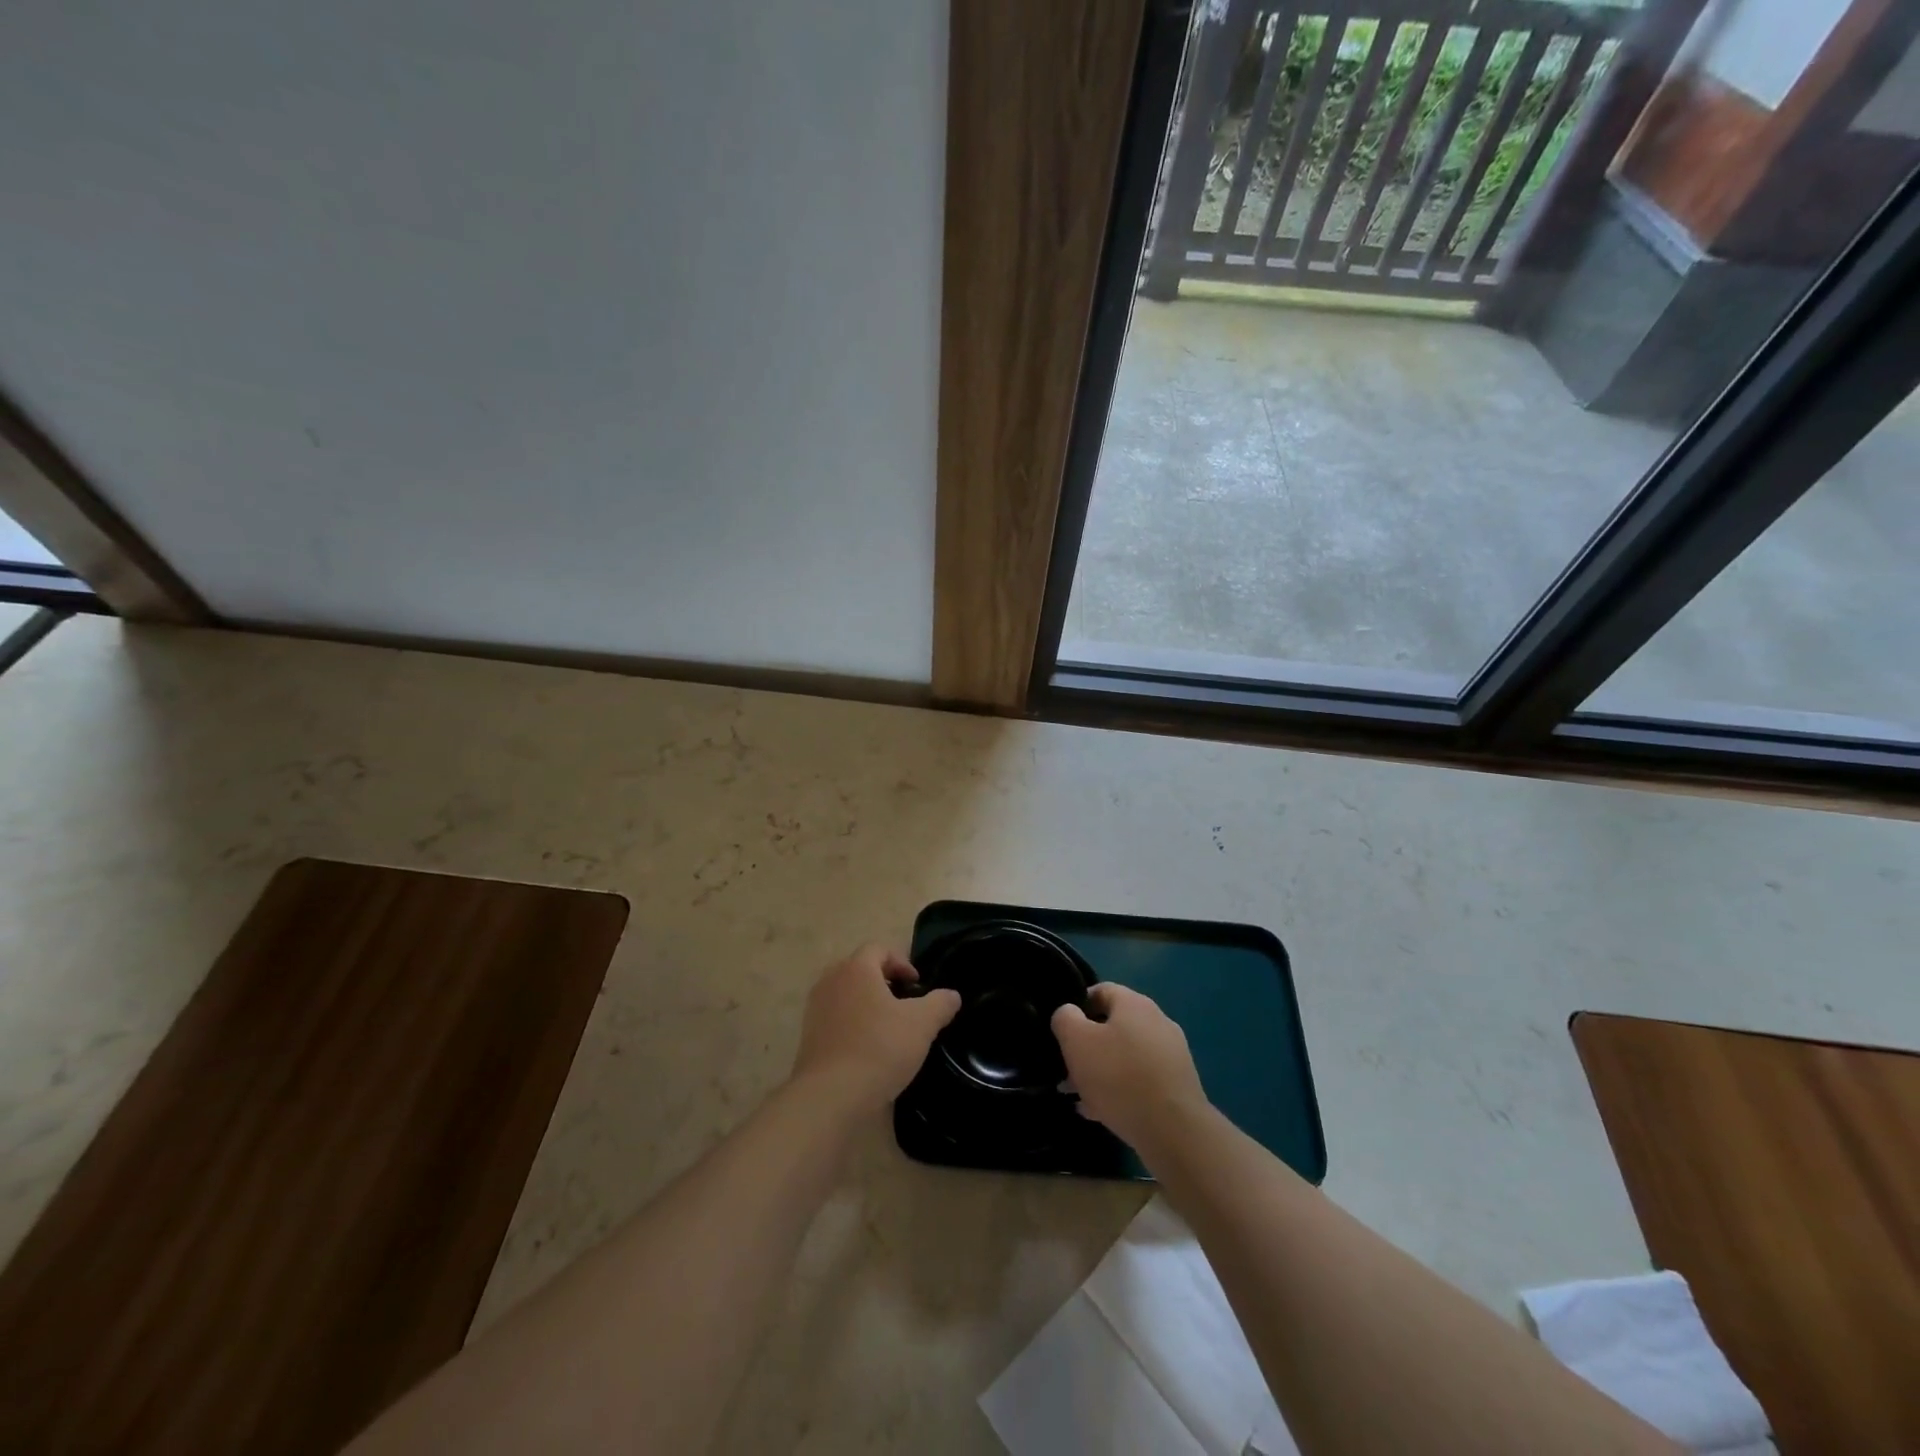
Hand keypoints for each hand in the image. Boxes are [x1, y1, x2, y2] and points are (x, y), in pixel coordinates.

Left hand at [791, 944, 960, 1112]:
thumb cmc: (880, 1048)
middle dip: (883, 982)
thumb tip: (952, 995)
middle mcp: (831, 981)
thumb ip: (940, 1003)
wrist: (832, 1096)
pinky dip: (852, 1025)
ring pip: (846, 994)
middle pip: (860, 969)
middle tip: (904, 1003)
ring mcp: (815, 1008)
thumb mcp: (922, 1024)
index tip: (917, 985)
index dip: (902, 962)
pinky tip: (868, 1049)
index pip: (879, 949)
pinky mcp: (808, 1036)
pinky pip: (835, 1018)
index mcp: (856, 969)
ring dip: (867, 1004)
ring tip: (888, 1028)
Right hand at [1052, 984, 1209, 1152]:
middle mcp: (1157, 1021)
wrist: (1174, 1131)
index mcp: (1134, 1003)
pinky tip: (1102, 1113)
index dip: (1077, 1007)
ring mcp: (1172, 1054)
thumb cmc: (1119, 1077)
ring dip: (1101, 1072)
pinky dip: (1121, 1091)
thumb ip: (1065, 1018)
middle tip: (1067, 1070)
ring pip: (1125, 1056)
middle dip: (1087, 1047)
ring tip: (1080, 1097)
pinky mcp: (1178, 1085)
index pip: (1100, 991)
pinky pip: (1141, 1080)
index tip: (1062, 1032)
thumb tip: (1069, 1014)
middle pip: (1113, 1027)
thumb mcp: (1077, 1041)